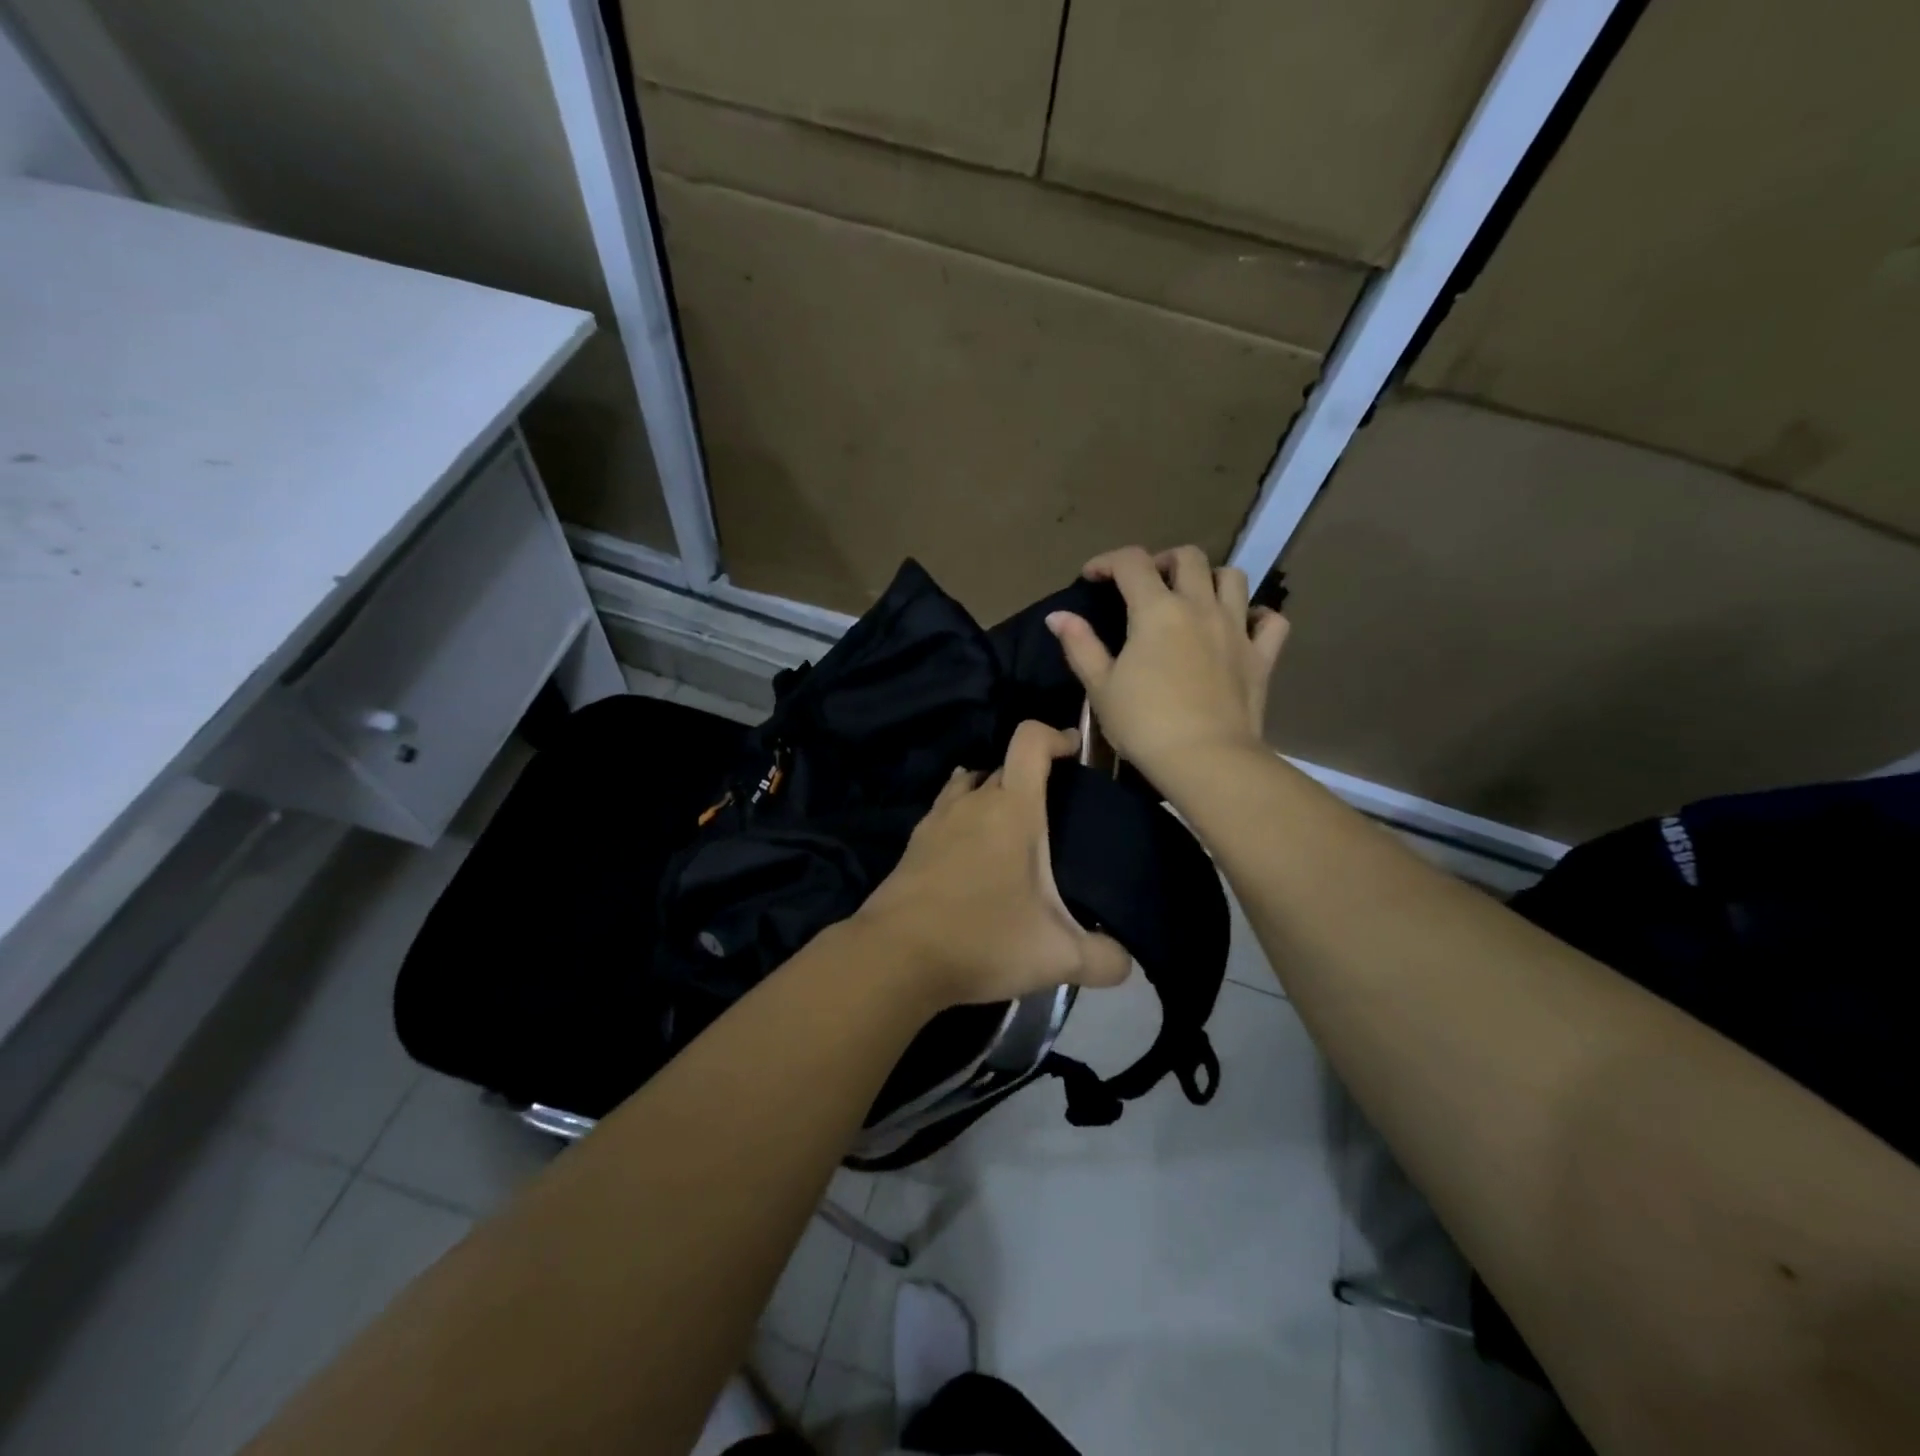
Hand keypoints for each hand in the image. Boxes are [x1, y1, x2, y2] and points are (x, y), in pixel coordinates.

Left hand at [853, 721, 1131, 1006]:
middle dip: (1031, 777)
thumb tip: (1126, 963)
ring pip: (969, 786)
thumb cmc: (983, 941)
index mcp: (1012, 809)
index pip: (1029, 741)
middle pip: (1004, 766)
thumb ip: (1104, 960)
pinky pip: (945, 811)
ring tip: (1012, 827)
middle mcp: (972, 802)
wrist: (895, 957)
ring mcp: (937, 820)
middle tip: (1054, 813)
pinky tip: (972, 851)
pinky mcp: (914, 843)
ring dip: (992, 794)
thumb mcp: (1057, 958)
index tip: (1072, 751)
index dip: (1054, 735)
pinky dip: (963, 817)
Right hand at [1046, 545, 1288, 781]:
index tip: (1092, 577)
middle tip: (1146, 584)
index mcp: (1156, 611)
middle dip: (1162, 561)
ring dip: (1210, 578)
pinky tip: (1241, 626)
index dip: (1107, 561)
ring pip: (1233, 578)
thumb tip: (1057, 616)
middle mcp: (1200, 607)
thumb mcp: (1100, 687)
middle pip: (1188, 557)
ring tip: (1193, 598)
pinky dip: (1257, 615)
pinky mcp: (1262, 656)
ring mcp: (1237, 628)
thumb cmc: (1144, 724)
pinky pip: (1270, 620)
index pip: (1131, 563)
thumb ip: (1080, 645)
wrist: (1205, 759)